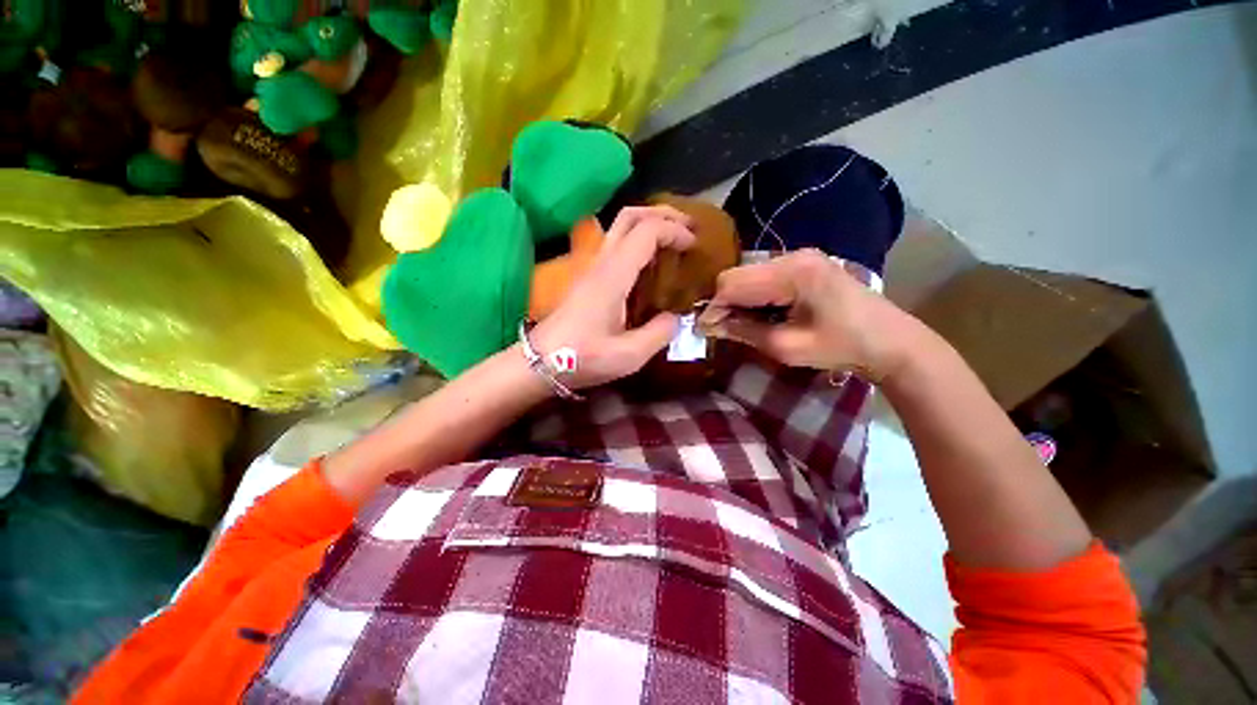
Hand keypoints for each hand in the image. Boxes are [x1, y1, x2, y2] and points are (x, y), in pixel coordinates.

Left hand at [530, 206, 695, 388]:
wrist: (541, 362)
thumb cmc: (583, 358)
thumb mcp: (629, 356)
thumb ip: (659, 334)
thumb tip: (675, 318)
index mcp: (613, 276)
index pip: (646, 231)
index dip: (674, 231)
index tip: (694, 245)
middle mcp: (601, 263)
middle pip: (629, 216)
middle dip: (663, 213)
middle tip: (688, 227)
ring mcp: (591, 268)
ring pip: (620, 226)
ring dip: (649, 224)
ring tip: (673, 240)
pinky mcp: (588, 278)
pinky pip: (616, 244)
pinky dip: (638, 240)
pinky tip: (650, 262)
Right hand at [697, 249, 920, 380]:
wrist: (891, 341)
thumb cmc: (842, 347)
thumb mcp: (787, 347)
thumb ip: (744, 332)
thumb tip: (710, 326)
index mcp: (792, 273)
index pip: (732, 283)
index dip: (713, 307)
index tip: (703, 330)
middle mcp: (792, 256)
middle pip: (737, 275)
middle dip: (723, 302)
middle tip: (720, 329)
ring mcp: (799, 257)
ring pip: (747, 275)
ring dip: (737, 299)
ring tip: (738, 324)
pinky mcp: (803, 265)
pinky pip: (763, 277)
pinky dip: (752, 296)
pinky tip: (758, 314)